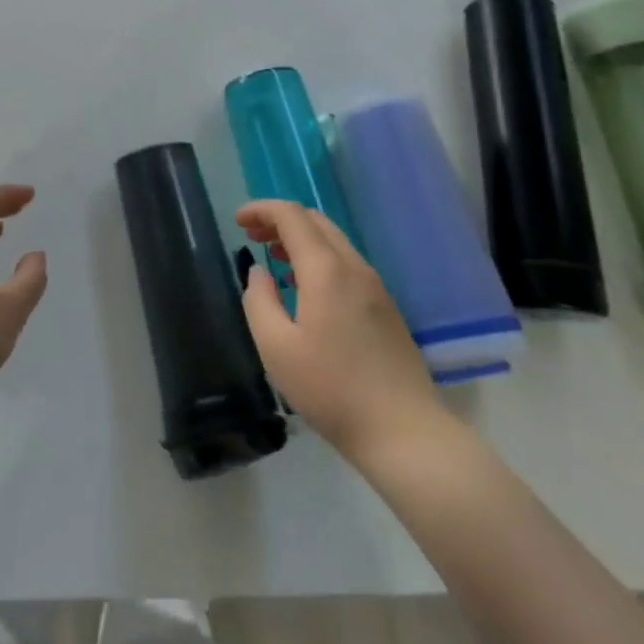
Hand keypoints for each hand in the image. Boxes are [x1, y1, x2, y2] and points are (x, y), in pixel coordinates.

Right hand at [236, 199, 442, 464]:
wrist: (405, 433)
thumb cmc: (332, 390)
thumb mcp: (276, 348)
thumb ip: (259, 300)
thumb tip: (260, 272)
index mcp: (326, 270)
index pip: (291, 216)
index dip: (262, 209)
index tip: (238, 220)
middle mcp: (354, 268)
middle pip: (315, 221)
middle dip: (280, 220)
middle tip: (252, 236)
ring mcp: (376, 287)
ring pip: (334, 241)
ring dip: (301, 238)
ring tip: (275, 259)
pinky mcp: (387, 308)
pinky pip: (347, 264)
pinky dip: (320, 258)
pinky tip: (306, 289)